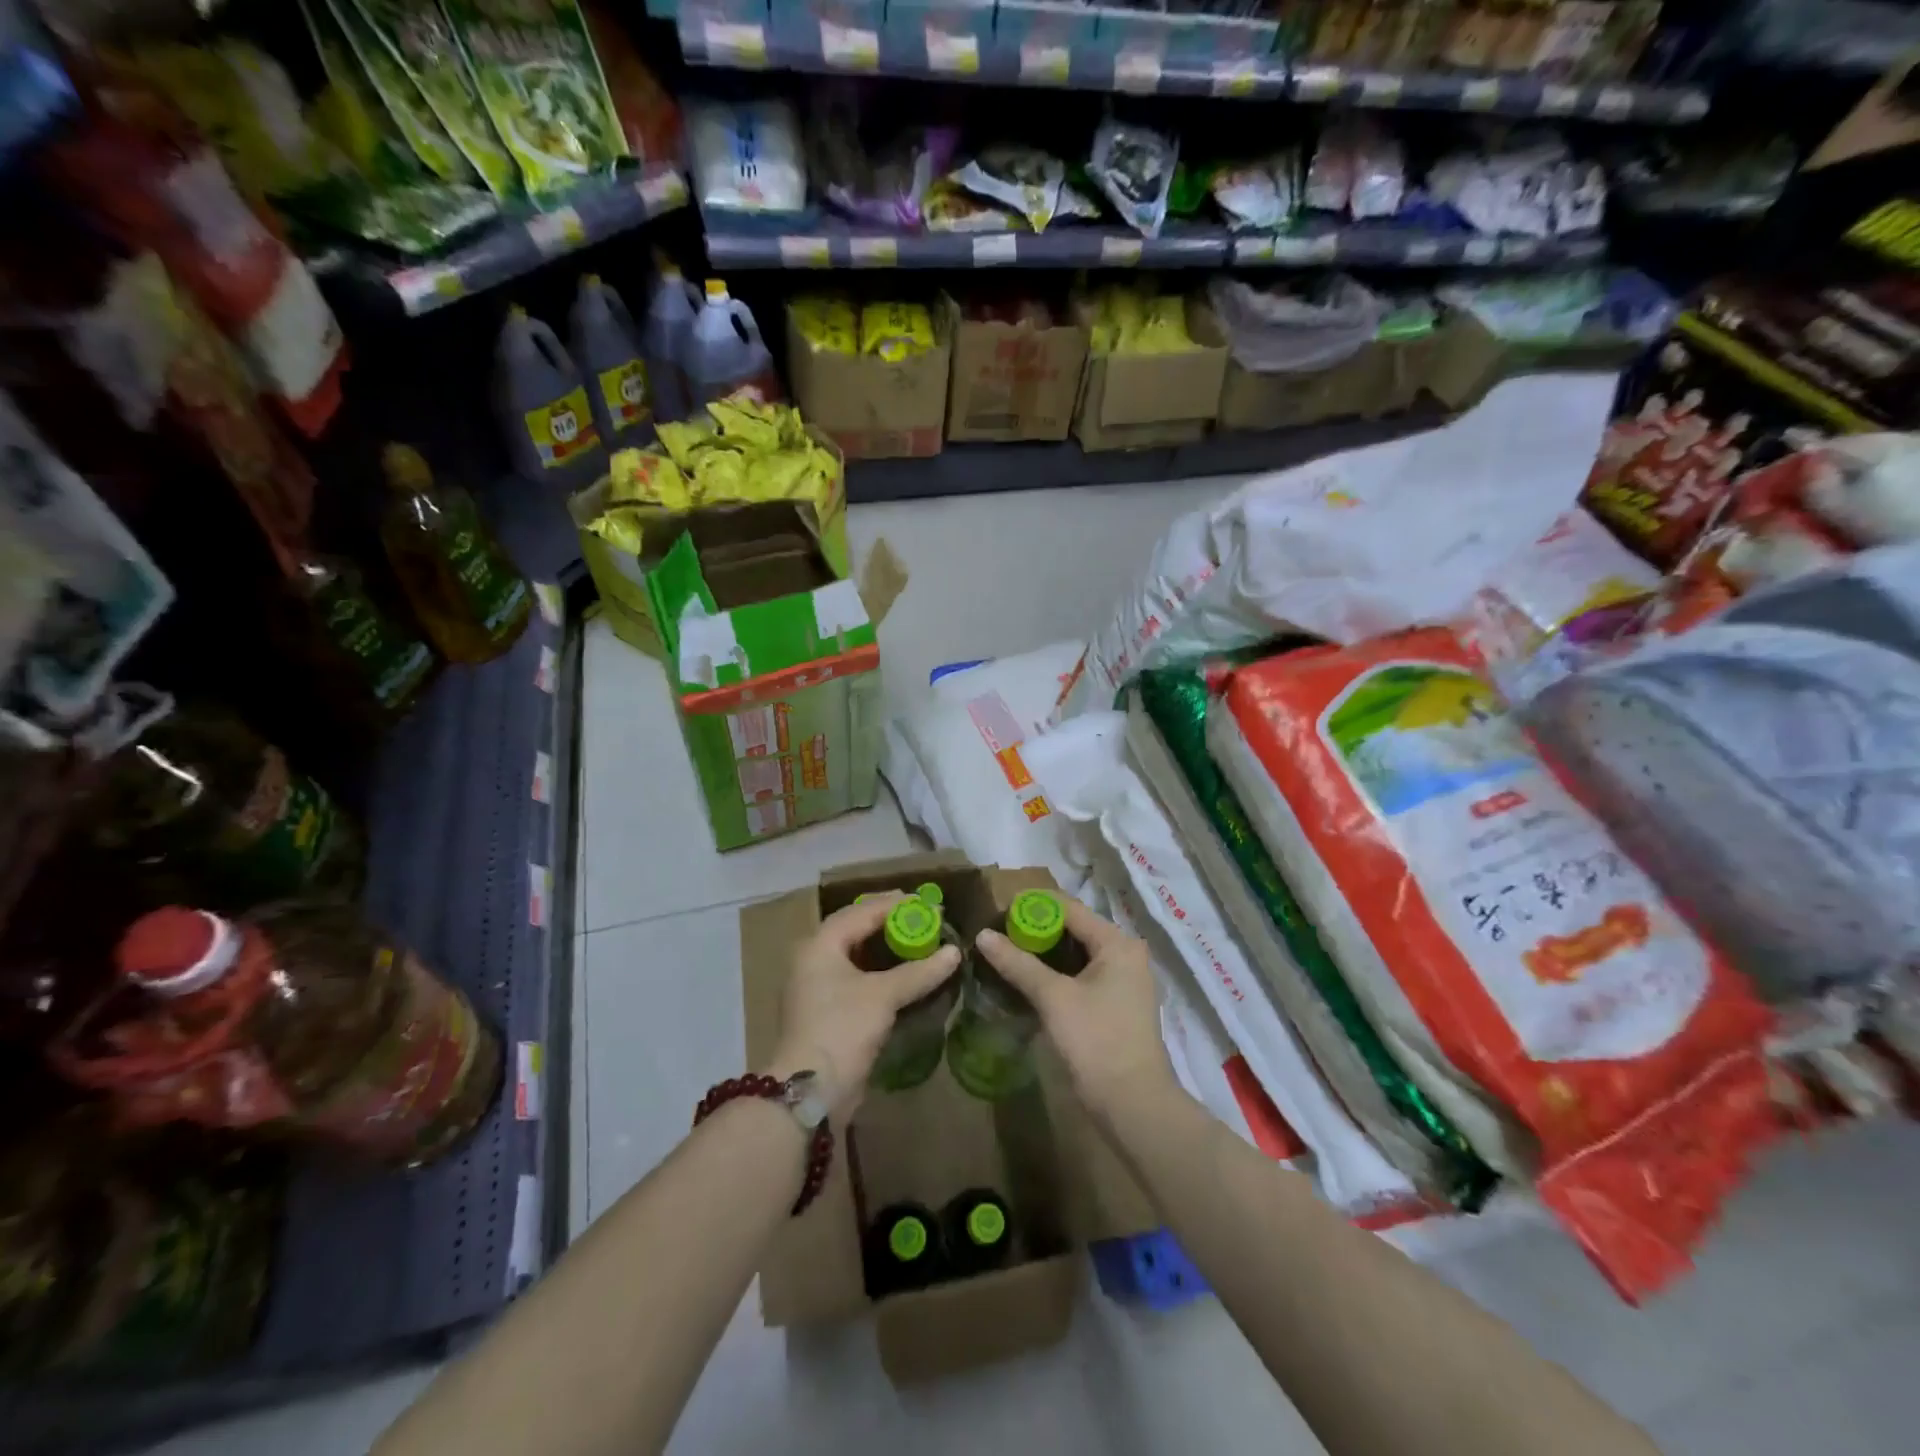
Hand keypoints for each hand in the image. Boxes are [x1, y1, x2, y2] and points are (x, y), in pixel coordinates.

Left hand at [764, 893, 960, 1122]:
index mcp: (820, 945)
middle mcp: (814, 960)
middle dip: (889, 921)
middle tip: (923, 917)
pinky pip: (857, 979)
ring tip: (918, 941)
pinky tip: (904, 975)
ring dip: (886, 947)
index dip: (895, 904)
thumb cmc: (842, 1029)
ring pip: (857, 955)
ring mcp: (818, 987)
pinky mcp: (827, 1012)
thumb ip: (919, 971)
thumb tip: (954, 952)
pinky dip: (881, 971)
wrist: (810, 1091)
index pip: (860, 911)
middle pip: (855, 929)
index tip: (926, 903)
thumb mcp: (883, 996)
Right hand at [973, 896, 1174, 1122]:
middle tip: (998, 932)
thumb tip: (982, 935)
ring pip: (1077, 953)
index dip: (1034, 906)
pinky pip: (1081, 974)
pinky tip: (1028, 978)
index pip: (1070, 909)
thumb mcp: (1053, 998)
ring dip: (1044, 952)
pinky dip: (1056, 972)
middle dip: (1037, 929)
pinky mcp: (1115, 1003)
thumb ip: (1018, 963)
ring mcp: (1123, 980)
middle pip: (1074, 929)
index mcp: (1117, 943)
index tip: (999, 910)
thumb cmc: (1096, 1040)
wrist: (1133, 1104)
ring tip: (1007, 951)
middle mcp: (1125, 954)